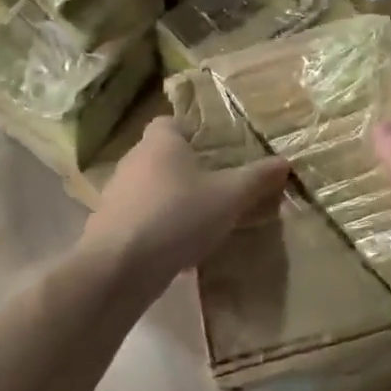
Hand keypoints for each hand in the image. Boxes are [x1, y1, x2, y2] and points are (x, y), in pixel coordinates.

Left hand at [90, 116, 290, 282]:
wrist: (120, 267)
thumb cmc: (178, 215)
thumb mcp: (230, 196)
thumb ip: (257, 178)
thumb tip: (284, 161)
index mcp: (160, 142)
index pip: (170, 123)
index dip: (189, 132)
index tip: (211, 149)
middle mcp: (133, 161)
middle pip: (159, 155)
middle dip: (183, 169)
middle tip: (213, 185)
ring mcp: (114, 195)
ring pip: (147, 189)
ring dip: (168, 200)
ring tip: (197, 220)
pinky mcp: (106, 228)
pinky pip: (137, 219)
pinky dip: (154, 228)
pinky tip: (175, 249)